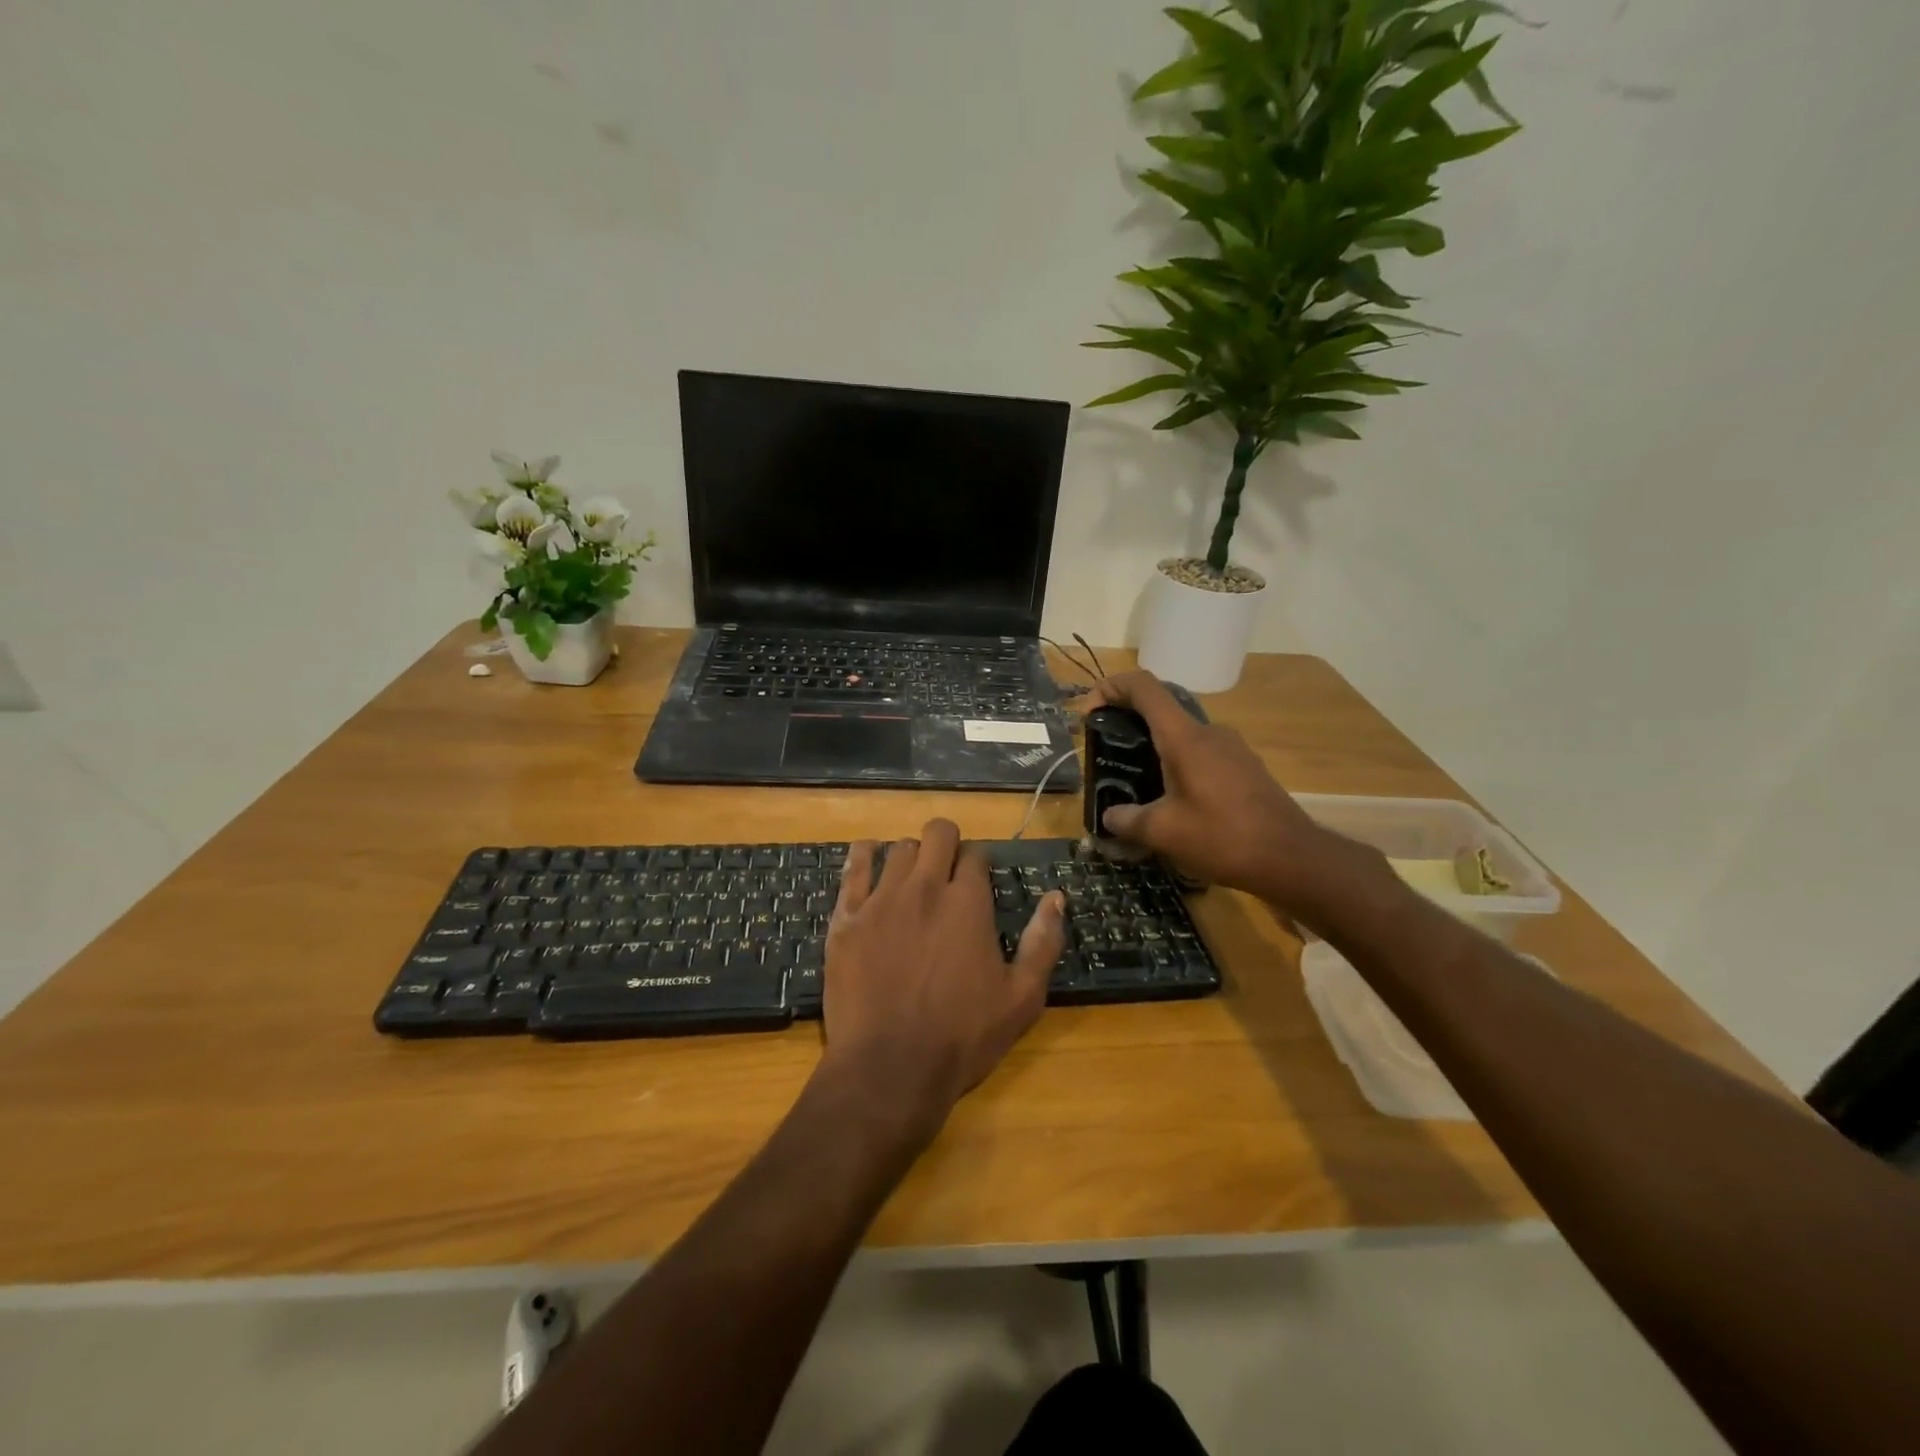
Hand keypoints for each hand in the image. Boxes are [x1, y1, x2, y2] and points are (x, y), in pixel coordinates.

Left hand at [821, 818, 1066, 1139]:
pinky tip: (868, 858)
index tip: (977, 882)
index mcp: (968, 902)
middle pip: (937, 834)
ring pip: (897, 848)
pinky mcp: (846, 917)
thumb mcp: (1022, 998)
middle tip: (946, 869)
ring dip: (910, 855)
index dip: (978, 864)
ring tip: (911, 877)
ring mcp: (881, 899)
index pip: (975, 855)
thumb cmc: (962, 1036)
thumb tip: (1057, 897)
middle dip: (947, 843)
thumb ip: (1043, 942)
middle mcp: (924, 887)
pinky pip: (853, 867)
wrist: (889, 1069)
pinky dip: (864, 856)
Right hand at [1088, 671, 1337, 909]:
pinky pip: (1202, 754)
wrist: (1292, 858)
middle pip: (1161, 710)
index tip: (1091, 711)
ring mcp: (1232, 748)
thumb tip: (1109, 817)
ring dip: (1155, 749)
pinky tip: (1175, 801)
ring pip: (1182, 735)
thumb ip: (1127, 820)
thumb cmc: (1222, 837)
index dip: (1112, 687)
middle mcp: (1209, 732)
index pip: (1144, 687)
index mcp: (1184, 737)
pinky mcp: (1245, 768)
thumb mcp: (1163, 832)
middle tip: (1109, 756)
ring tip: (1138, 784)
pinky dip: (1179, 765)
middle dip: (1129, 724)